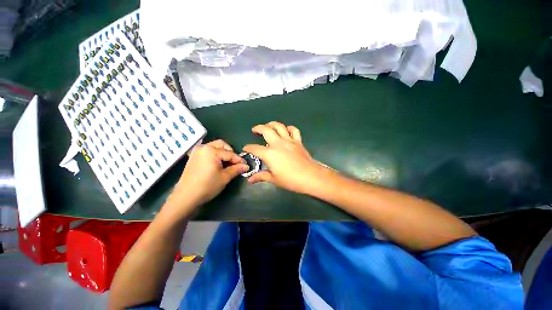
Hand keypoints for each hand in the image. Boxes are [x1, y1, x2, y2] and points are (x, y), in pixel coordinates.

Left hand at [169, 140, 248, 209]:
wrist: (186, 196)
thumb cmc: (207, 186)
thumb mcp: (224, 177)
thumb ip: (236, 169)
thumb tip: (246, 166)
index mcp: (211, 150)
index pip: (230, 153)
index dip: (239, 160)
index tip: (246, 166)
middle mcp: (204, 147)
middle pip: (222, 145)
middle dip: (231, 153)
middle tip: (235, 164)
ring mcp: (197, 151)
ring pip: (215, 147)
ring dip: (223, 153)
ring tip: (227, 164)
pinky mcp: (194, 156)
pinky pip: (208, 151)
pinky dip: (215, 155)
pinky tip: (218, 165)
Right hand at [243, 121, 325, 193]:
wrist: (310, 177)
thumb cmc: (290, 180)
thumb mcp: (274, 179)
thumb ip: (261, 176)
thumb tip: (250, 180)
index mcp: (269, 154)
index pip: (255, 148)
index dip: (248, 148)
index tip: (246, 148)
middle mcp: (278, 143)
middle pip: (266, 130)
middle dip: (258, 128)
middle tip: (254, 130)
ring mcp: (289, 140)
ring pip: (279, 126)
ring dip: (272, 124)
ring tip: (268, 126)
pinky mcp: (298, 141)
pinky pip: (294, 130)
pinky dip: (289, 128)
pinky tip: (286, 130)